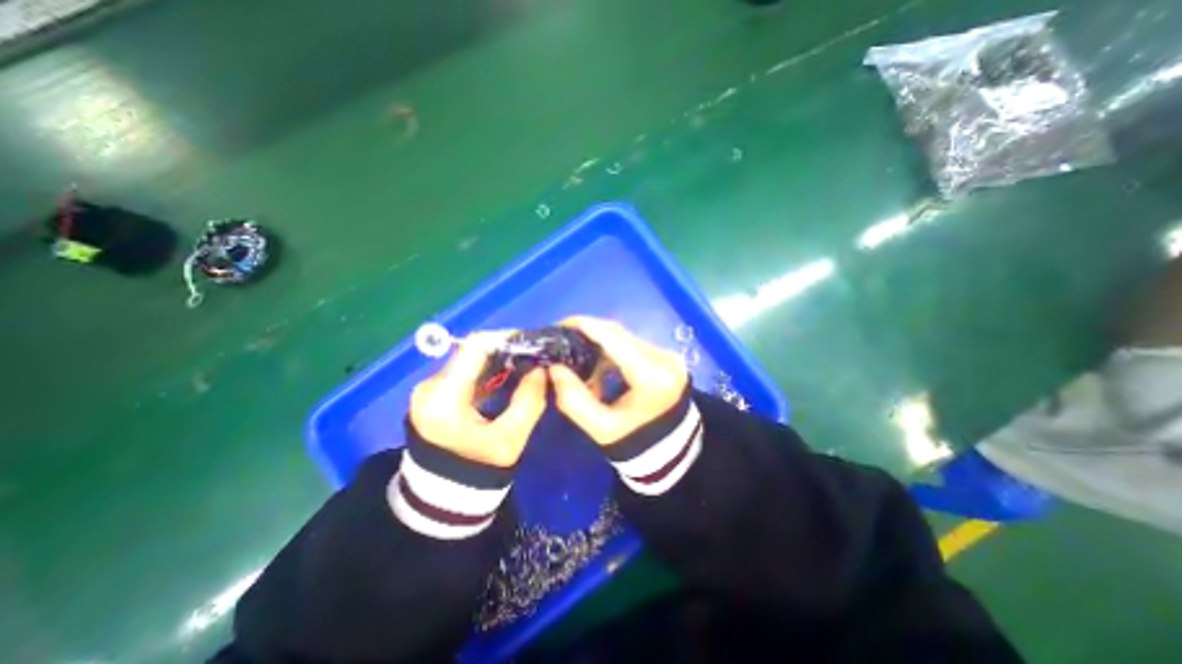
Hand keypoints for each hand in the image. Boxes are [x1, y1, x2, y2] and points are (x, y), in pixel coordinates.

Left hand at [412, 332, 548, 467]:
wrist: (444, 495)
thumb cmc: (478, 470)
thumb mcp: (511, 439)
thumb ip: (529, 401)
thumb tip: (540, 369)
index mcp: (443, 399)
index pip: (474, 348)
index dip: (504, 338)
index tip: (531, 342)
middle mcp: (429, 387)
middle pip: (470, 351)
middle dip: (504, 348)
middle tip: (533, 354)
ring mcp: (428, 389)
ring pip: (468, 359)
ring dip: (497, 358)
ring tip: (524, 363)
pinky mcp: (433, 393)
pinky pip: (464, 370)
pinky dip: (487, 369)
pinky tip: (507, 375)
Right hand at [551, 318, 690, 444]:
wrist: (673, 451)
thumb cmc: (636, 443)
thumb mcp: (600, 428)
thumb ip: (573, 399)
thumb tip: (554, 368)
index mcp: (651, 375)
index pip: (613, 338)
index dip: (585, 326)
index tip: (559, 325)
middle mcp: (664, 358)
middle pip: (619, 334)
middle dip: (588, 332)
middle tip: (562, 341)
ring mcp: (668, 355)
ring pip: (625, 338)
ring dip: (600, 344)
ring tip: (579, 359)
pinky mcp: (666, 357)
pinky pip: (633, 345)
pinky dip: (613, 351)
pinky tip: (599, 366)